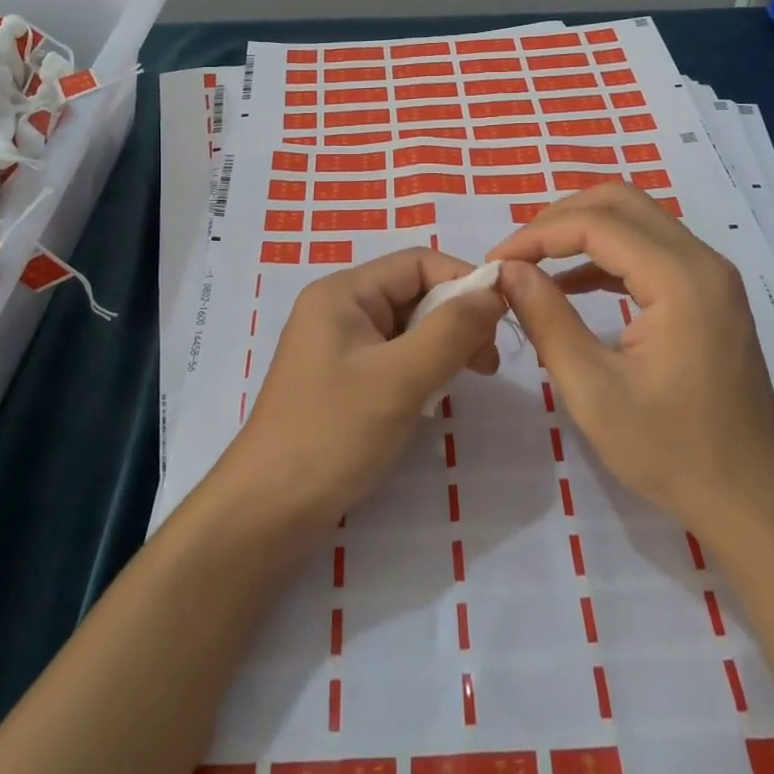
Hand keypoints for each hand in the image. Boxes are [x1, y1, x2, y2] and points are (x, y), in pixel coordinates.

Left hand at [222, 248, 505, 532]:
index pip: (417, 263)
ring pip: (408, 328)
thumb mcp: (400, 378)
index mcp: (343, 293)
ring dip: (444, 346)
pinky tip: (436, 396)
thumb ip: (452, 330)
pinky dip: (423, 369)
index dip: (463, 281)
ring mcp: (340, 346)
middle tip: (489, 361)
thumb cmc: (333, 434)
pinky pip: (395, 357)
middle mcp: (339, 309)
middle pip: (413, 292)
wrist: (269, 510)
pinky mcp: (344, 380)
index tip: (503, 316)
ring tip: (472, 377)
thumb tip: (494, 291)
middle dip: (457, 318)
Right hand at [489, 184, 773, 543]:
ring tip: (533, 265)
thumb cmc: (671, 451)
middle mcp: (702, 261)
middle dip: (559, 219)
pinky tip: (572, 286)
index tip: (494, 263)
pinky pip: (650, 251)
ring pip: (637, 221)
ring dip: (581, 232)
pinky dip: (606, 256)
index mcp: (680, 279)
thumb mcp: (593, 390)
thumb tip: (508, 271)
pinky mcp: (708, 295)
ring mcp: (711, 276)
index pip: (596, 224)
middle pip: (621, 202)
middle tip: (516, 255)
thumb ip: (547, 320)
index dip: (537, 235)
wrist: (752, 499)